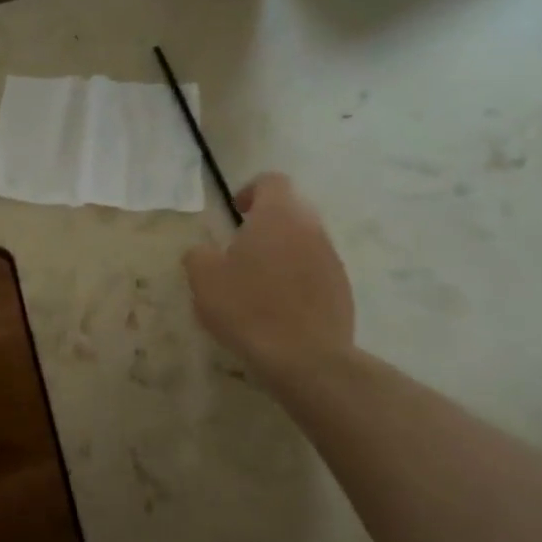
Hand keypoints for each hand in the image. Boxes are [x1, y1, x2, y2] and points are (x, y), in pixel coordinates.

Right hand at [183, 173, 354, 373]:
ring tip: (259, 284)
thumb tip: (204, 251)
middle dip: (267, 224)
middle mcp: (310, 229)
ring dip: (283, 253)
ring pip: (304, 242)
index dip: (251, 191)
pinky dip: (298, 280)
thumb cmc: (248, 308)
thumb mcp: (204, 279)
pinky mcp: (343, 290)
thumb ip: (199, 255)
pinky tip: (279, 309)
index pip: (272, 181)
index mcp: (278, 216)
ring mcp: (332, 259)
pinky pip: (316, 272)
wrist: (306, 359)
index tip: (235, 214)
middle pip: (291, 210)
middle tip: (241, 250)